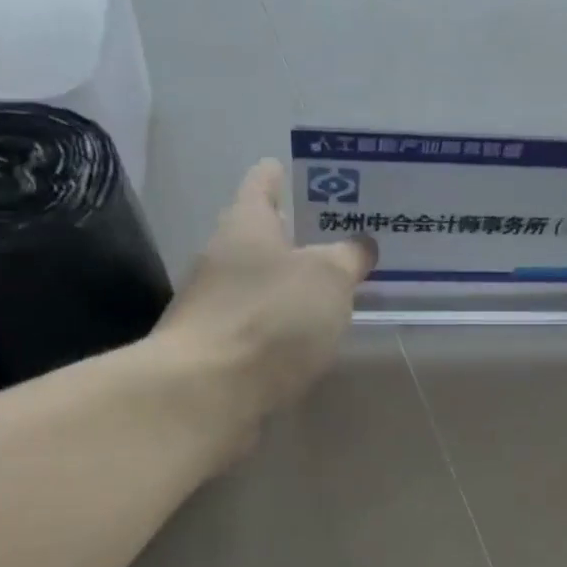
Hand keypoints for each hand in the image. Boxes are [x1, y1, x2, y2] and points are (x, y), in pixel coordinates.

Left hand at [157, 159, 376, 427]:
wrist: (207, 393)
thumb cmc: (271, 317)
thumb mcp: (328, 278)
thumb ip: (348, 257)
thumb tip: (360, 245)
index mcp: (246, 224)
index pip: (263, 182)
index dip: (284, 174)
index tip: (308, 173)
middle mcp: (222, 257)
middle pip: (261, 235)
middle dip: (300, 235)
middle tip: (345, 237)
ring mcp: (215, 304)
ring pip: (261, 282)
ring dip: (292, 283)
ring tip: (337, 288)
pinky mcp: (218, 347)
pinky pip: (259, 323)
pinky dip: (283, 323)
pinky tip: (310, 336)